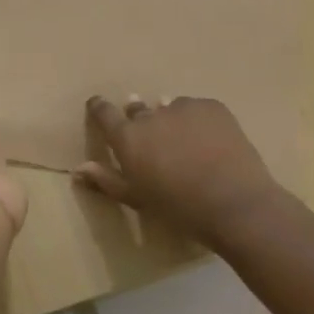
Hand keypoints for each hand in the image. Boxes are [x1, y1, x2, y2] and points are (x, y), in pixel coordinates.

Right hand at [78, 95, 286, 242]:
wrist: (234, 203)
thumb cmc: (178, 207)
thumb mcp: (137, 199)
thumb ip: (106, 180)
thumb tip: (78, 169)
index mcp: (128, 137)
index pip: (104, 113)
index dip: (99, 108)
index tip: (97, 106)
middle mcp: (151, 115)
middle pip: (138, 110)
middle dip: (139, 120)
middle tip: (151, 139)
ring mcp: (182, 107)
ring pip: (169, 108)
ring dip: (170, 120)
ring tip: (184, 142)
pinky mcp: (211, 106)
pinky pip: (197, 109)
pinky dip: (197, 120)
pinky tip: (209, 141)